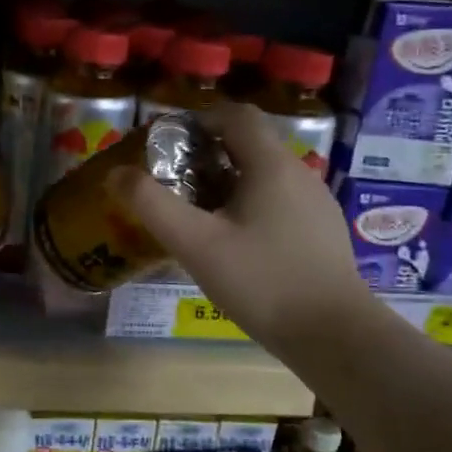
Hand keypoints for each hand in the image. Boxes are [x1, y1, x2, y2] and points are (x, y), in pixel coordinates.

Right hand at [108, 101, 373, 356]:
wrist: (335, 336)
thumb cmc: (262, 281)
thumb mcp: (196, 244)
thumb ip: (153, 205)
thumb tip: (117, 174)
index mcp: (271, 165)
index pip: (237, 115)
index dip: (200, 120)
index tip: (169, 145)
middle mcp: (299, 173)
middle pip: (249, 145)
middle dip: (207, 155)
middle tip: (174, 184)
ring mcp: (316, 203)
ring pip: (264, 175)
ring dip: (228, 183)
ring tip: (198, 215)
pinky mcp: (322, 232)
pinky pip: (279, 201)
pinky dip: (250, 206)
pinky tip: (234, 244)